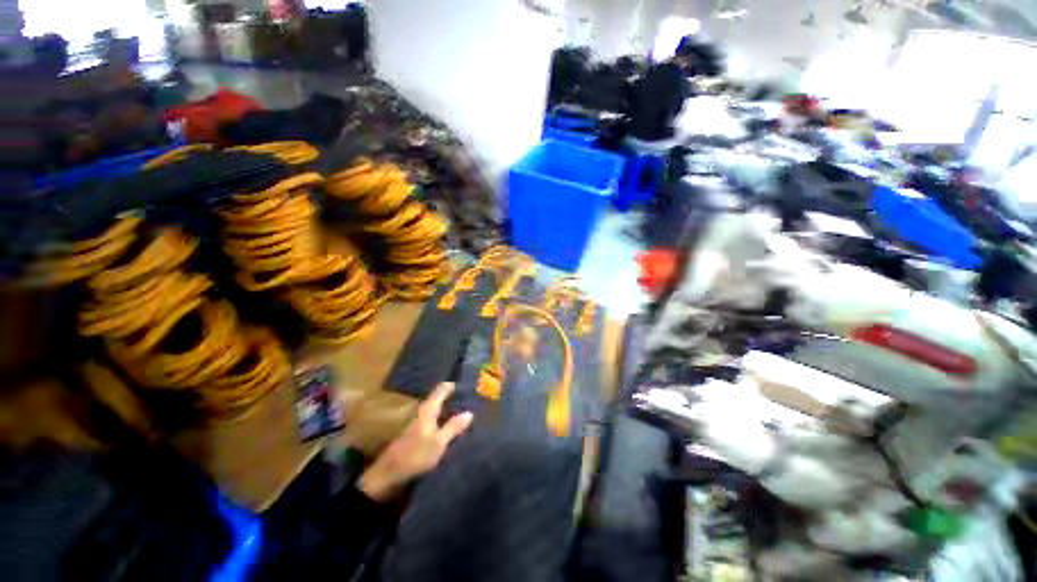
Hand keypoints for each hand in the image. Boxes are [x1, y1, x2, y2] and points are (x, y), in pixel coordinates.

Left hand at [358, 382, 472, 501]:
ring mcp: (417, 423)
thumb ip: (453, 427)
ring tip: (464, 411)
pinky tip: (451, 426)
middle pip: (439, 398)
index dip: (453, 385)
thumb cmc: (415, 455)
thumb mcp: (438, 442)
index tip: (467, 384)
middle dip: (453, 397)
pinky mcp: (415, 434)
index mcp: (427, 409)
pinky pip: (433, 420)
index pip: (441, 389)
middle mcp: (422, 412)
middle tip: (469, 397)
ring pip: (436, 410)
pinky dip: (443, 419)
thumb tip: (469, 412)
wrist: (388, 475)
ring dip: (448, 409)